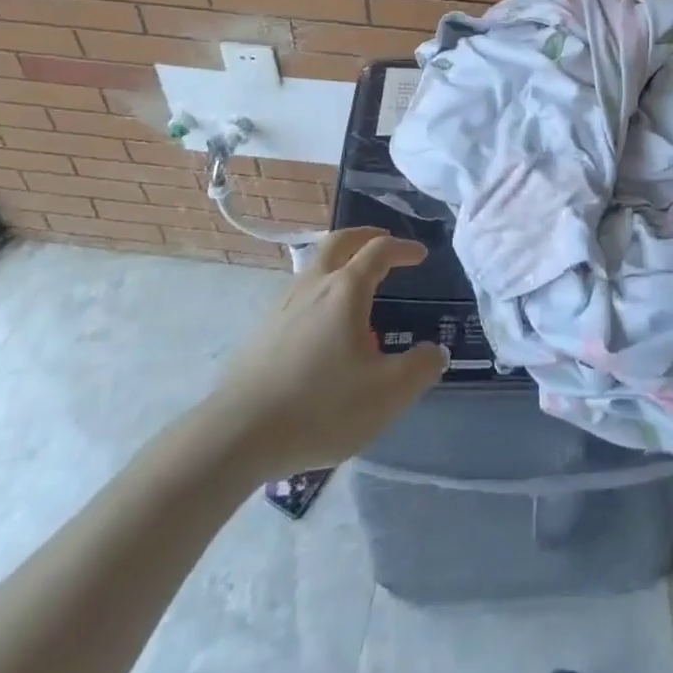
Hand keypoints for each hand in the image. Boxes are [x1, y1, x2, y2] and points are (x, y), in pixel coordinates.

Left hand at [199, 228, 446, 475]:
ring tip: (356, 286)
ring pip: (315, 266)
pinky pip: (300, 294)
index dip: (403, 248)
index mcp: (345, 290)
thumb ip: (419, 368)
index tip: (421, 255)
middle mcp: (313, 285)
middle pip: (340, 241)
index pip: (379, 251)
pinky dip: (320, 291)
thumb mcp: (385, 395)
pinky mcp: (263, 331)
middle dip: (365, 235)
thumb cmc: (320, 407)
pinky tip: (324, 326)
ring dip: (340, 262)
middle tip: (384, 241)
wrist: (237, 436)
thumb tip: (436, 351)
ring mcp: (283, 305)